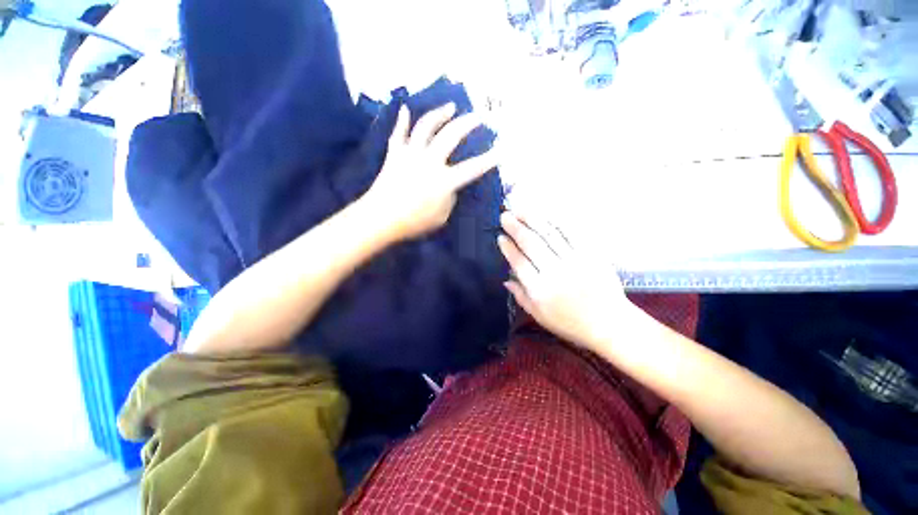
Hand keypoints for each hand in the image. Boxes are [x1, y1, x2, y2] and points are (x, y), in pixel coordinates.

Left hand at [365, 104, 498, 240]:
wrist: (380, 218)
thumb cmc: (413, 222)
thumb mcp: (441, 217)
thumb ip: (450, 199)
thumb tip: (449, 187)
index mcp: (444, 180)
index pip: (473, 168)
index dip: (489, 160)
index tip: (501, 150)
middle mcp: (430, 161)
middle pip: (451, 135)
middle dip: (468, 123)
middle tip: (479, 116)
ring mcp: (410, 154)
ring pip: (426, 126)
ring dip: (440, 114)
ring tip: (450, 107)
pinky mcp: (394, 154)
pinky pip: (399, 133)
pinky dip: (402, 120)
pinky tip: (405, 108)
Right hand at [498, 209, 629, 349]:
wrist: (609, 323)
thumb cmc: (570, 323)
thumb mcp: (539, 316)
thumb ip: (520, 296)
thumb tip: (505, 280)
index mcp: (540, 290)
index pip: (519, 262)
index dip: (508, 248)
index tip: (500, 237)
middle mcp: (554, 272)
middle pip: (531, 243)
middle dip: (515, 227)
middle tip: (505, 216)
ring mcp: (574, 261)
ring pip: (549, 234)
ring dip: (532, 219)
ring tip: (520, 209)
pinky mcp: (591, 254)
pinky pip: (571, 233)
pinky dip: (557, 221)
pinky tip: (546, 214)